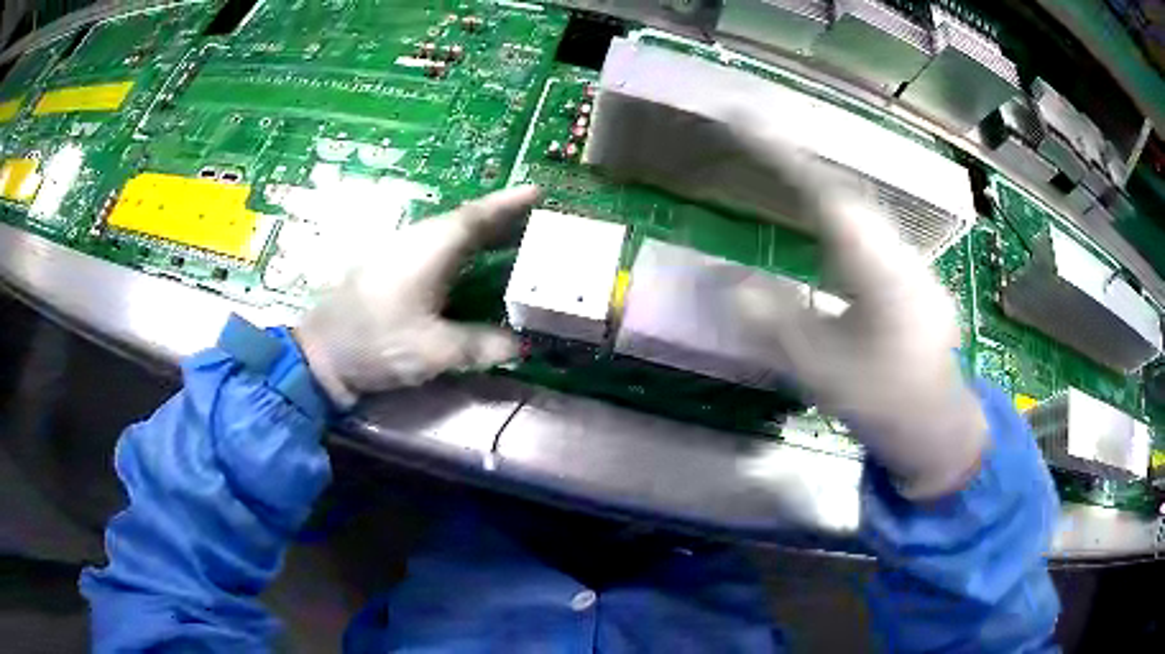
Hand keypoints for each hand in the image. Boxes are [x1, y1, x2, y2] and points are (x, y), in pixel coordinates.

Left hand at [296, 186, 539, 407]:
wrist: (321, 353)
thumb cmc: (376, 342)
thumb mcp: (433, 350)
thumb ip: (481, 345)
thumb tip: (522, 346)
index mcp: (430, 249)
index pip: (477, 217)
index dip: (509, 204)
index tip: (537, 191)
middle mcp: (417, 241)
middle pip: (467, 221)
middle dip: (503, 218)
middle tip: (538, 221)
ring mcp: (400, 253)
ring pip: (450, 234)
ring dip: (483, 234)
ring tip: (514, 240)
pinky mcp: (390, 269)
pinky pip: (437, 249)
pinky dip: (463, 251)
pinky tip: (472, 266)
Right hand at [732, 126, 987, 499]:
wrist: (939, 427)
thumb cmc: (883, 401)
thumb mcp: (821, 369)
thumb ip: (774, 323)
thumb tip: (728, 284)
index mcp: (878, 269)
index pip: (826, 194)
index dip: (783, 155)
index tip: (743, 121)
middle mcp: (899, 252)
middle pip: (847, 191)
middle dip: (800, 163)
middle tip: (757, 140)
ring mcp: (912, 262)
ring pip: (863, 208)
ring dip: (822, 186)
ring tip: (784, 170)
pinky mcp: (915, 276)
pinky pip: (873, 229)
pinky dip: (843, 214)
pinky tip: (828, 226)